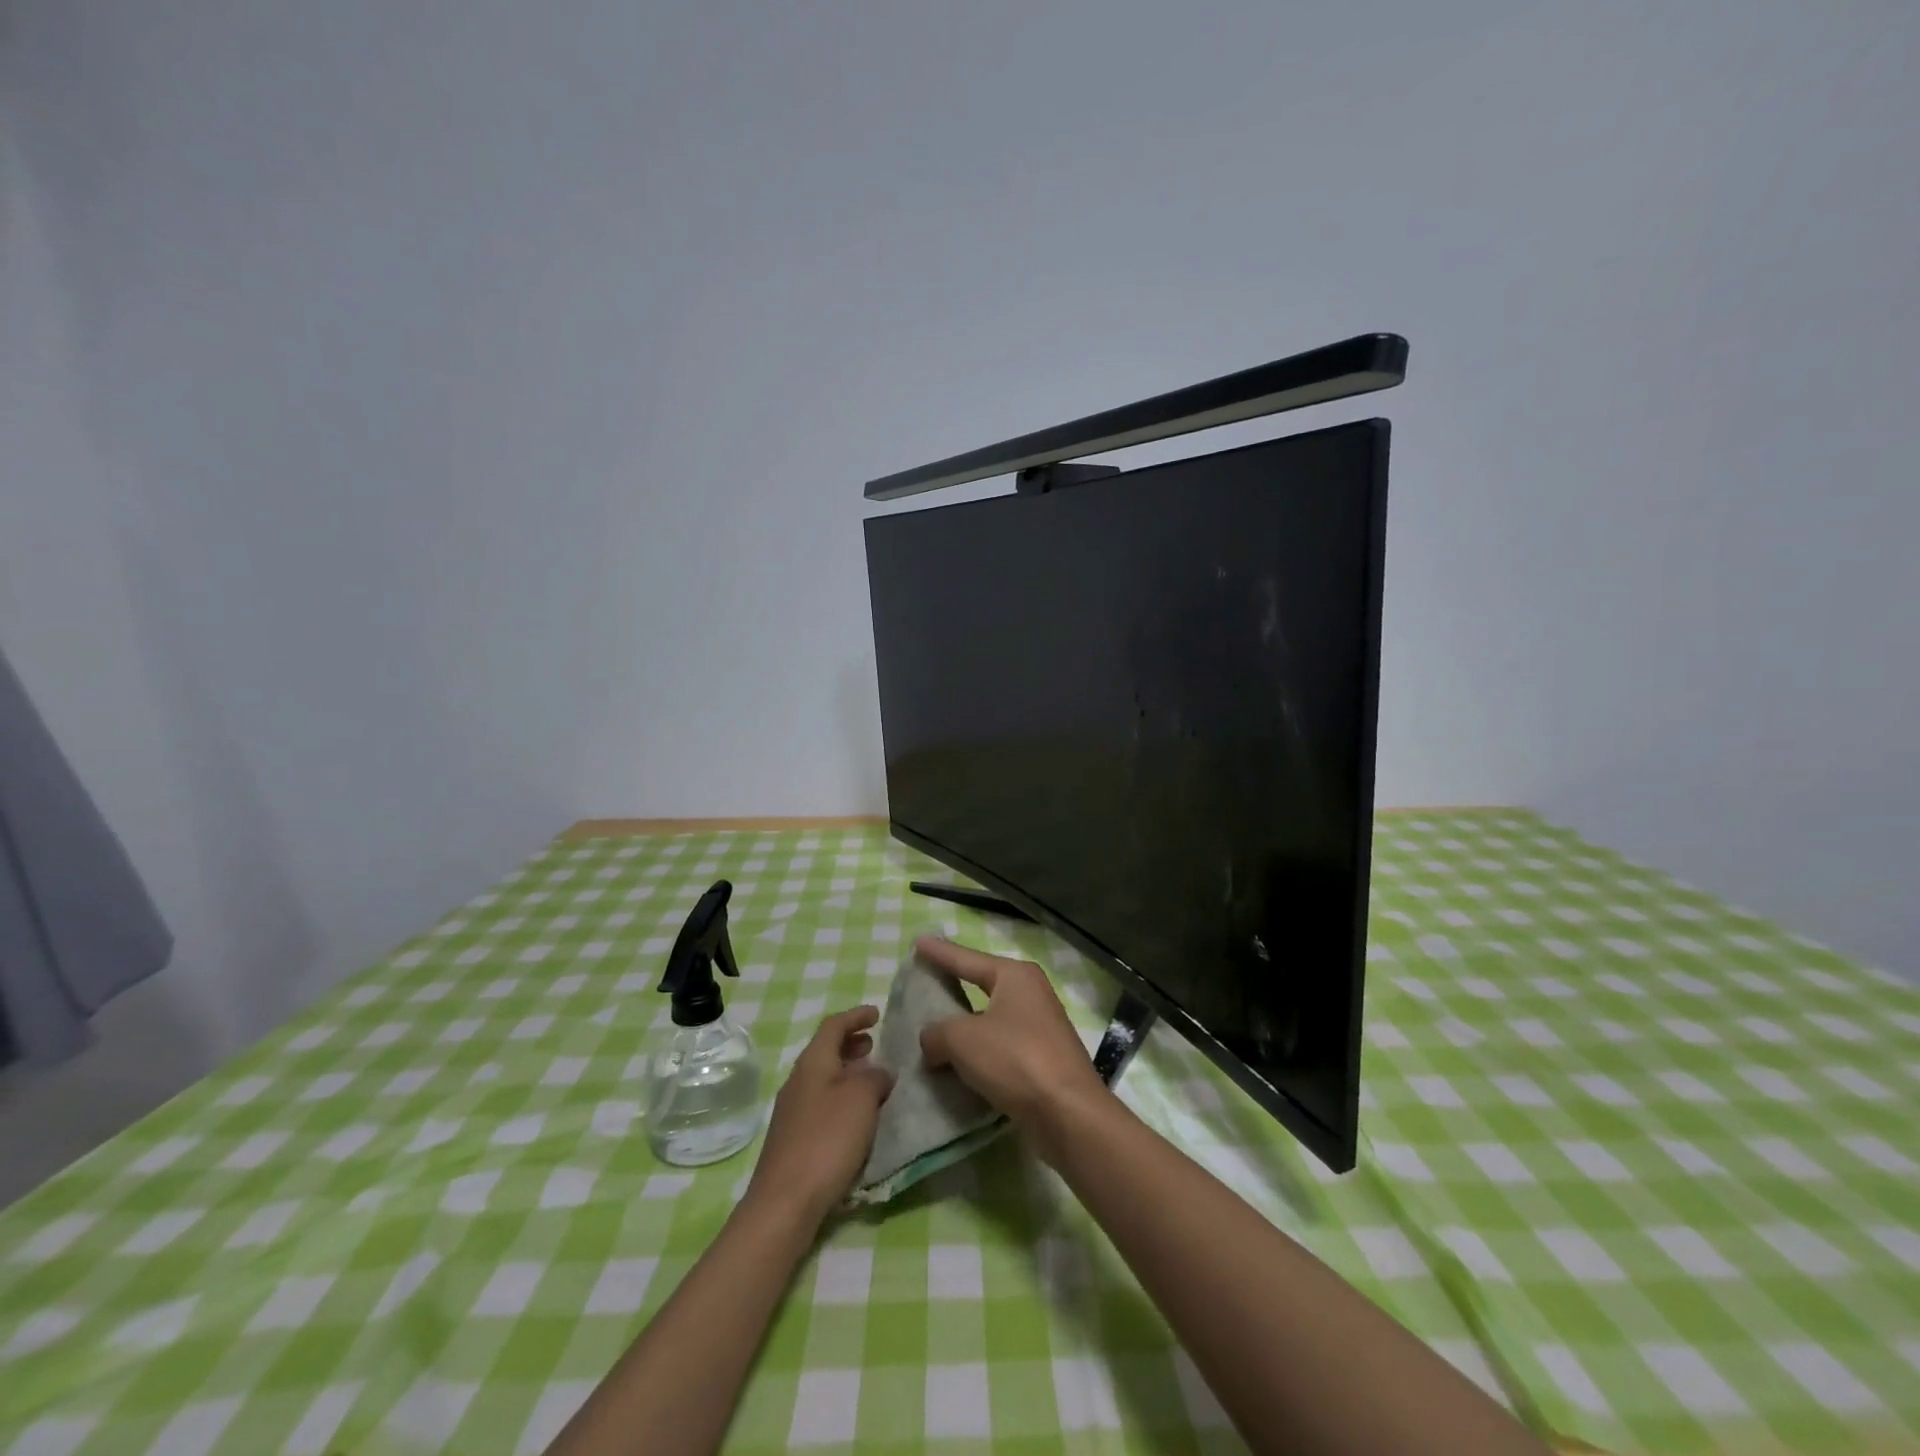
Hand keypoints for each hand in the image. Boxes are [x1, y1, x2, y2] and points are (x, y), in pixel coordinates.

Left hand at [745, 1006, 894, 1226]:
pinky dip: (842, 1097)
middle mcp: (798, 1080)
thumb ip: (875, 1078)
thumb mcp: (861, 1099)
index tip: (877, 1014)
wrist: (785, 1202)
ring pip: (824, 1078)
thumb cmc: (826, 1140)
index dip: (856, 1016)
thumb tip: (880, 1072)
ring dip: (848, 1072)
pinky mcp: (794, 1139)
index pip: (833, 1025)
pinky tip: (857, 1116)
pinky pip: (822, 1103)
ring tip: (872, 1078)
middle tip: (875, 1044)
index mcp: (813, 1062)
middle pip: (825, 1050)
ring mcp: (793, 1111)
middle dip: (851, 1043)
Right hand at [914, 936, 1111, 1159]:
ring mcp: (1040, 1027)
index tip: (918, 941)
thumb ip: (937, 1034)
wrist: (1068, 1113)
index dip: (940, 952)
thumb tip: (932, 1041)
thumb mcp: (962, 1040)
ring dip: (965, 1027)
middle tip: (926, 980)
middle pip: (982, 985)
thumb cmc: (1015, 1059)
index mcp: (1015, 976)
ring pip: (990, 1019)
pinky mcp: (1042, 1059)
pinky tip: (957, 1065)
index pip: (967, 959)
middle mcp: (1031, 994)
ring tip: (934, 1029)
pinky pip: (999, 1048)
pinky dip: (978, 1054)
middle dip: (954, 985)